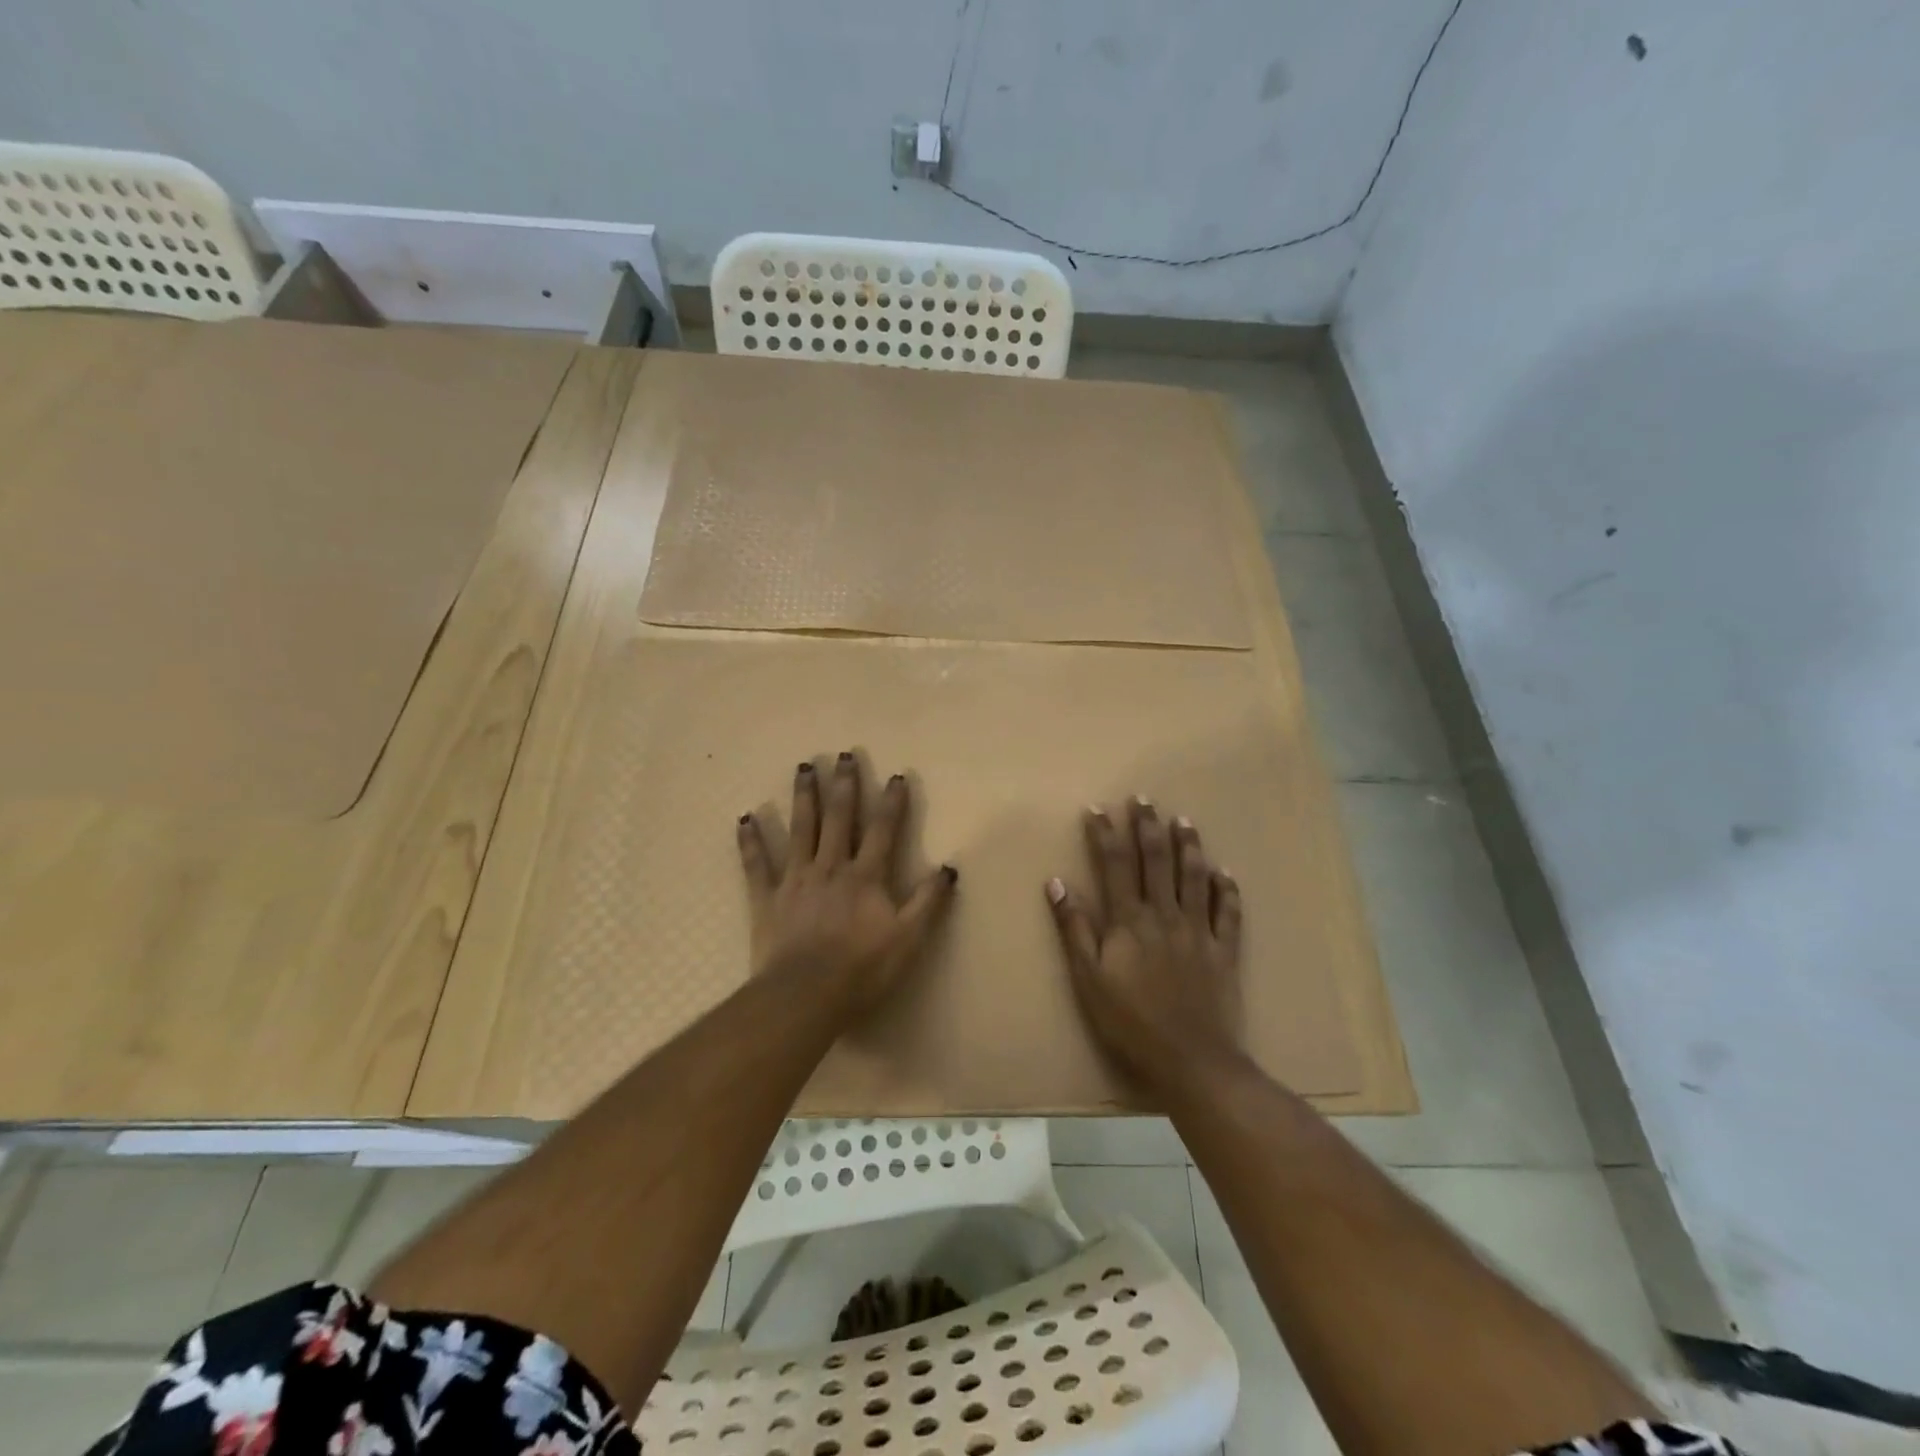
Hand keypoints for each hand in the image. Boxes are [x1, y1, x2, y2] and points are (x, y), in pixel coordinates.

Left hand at [738, 752, 956, 1014]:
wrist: (805, 995)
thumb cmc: (862, 969)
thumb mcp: (908, 938)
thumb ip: (928, 901)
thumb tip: (949, 867)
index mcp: (865, 876)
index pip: (883, 830)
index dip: (891, 803)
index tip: (896, 776)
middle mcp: (830, 867)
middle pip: (839, 819)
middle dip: (843, 786)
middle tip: (843, 755)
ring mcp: (795, 880)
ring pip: (800, 829)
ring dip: (803, 797)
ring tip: (803, 767)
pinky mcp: (767, 898)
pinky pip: (756, 864)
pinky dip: (750, 841)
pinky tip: (745, 818)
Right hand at [1046, 799, 1242, 1087]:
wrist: (1191, 1059)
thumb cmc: (1130, 1021)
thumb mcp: (1088, 979)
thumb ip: (1075, 929)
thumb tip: (1056, 883)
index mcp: (1129, 921)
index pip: (1115, 865)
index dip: (1105, 834)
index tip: (1098, 808)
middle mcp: (1165, 915)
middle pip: (1156, 861)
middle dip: (1148, 826)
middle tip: (1144, 799)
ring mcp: (1198, 931)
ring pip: (1194, 877)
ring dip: (1188, 846)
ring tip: (1184, 820)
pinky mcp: (1224, 950)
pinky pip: (1227, 912)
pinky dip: (1226, 889)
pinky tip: (1224, 872)